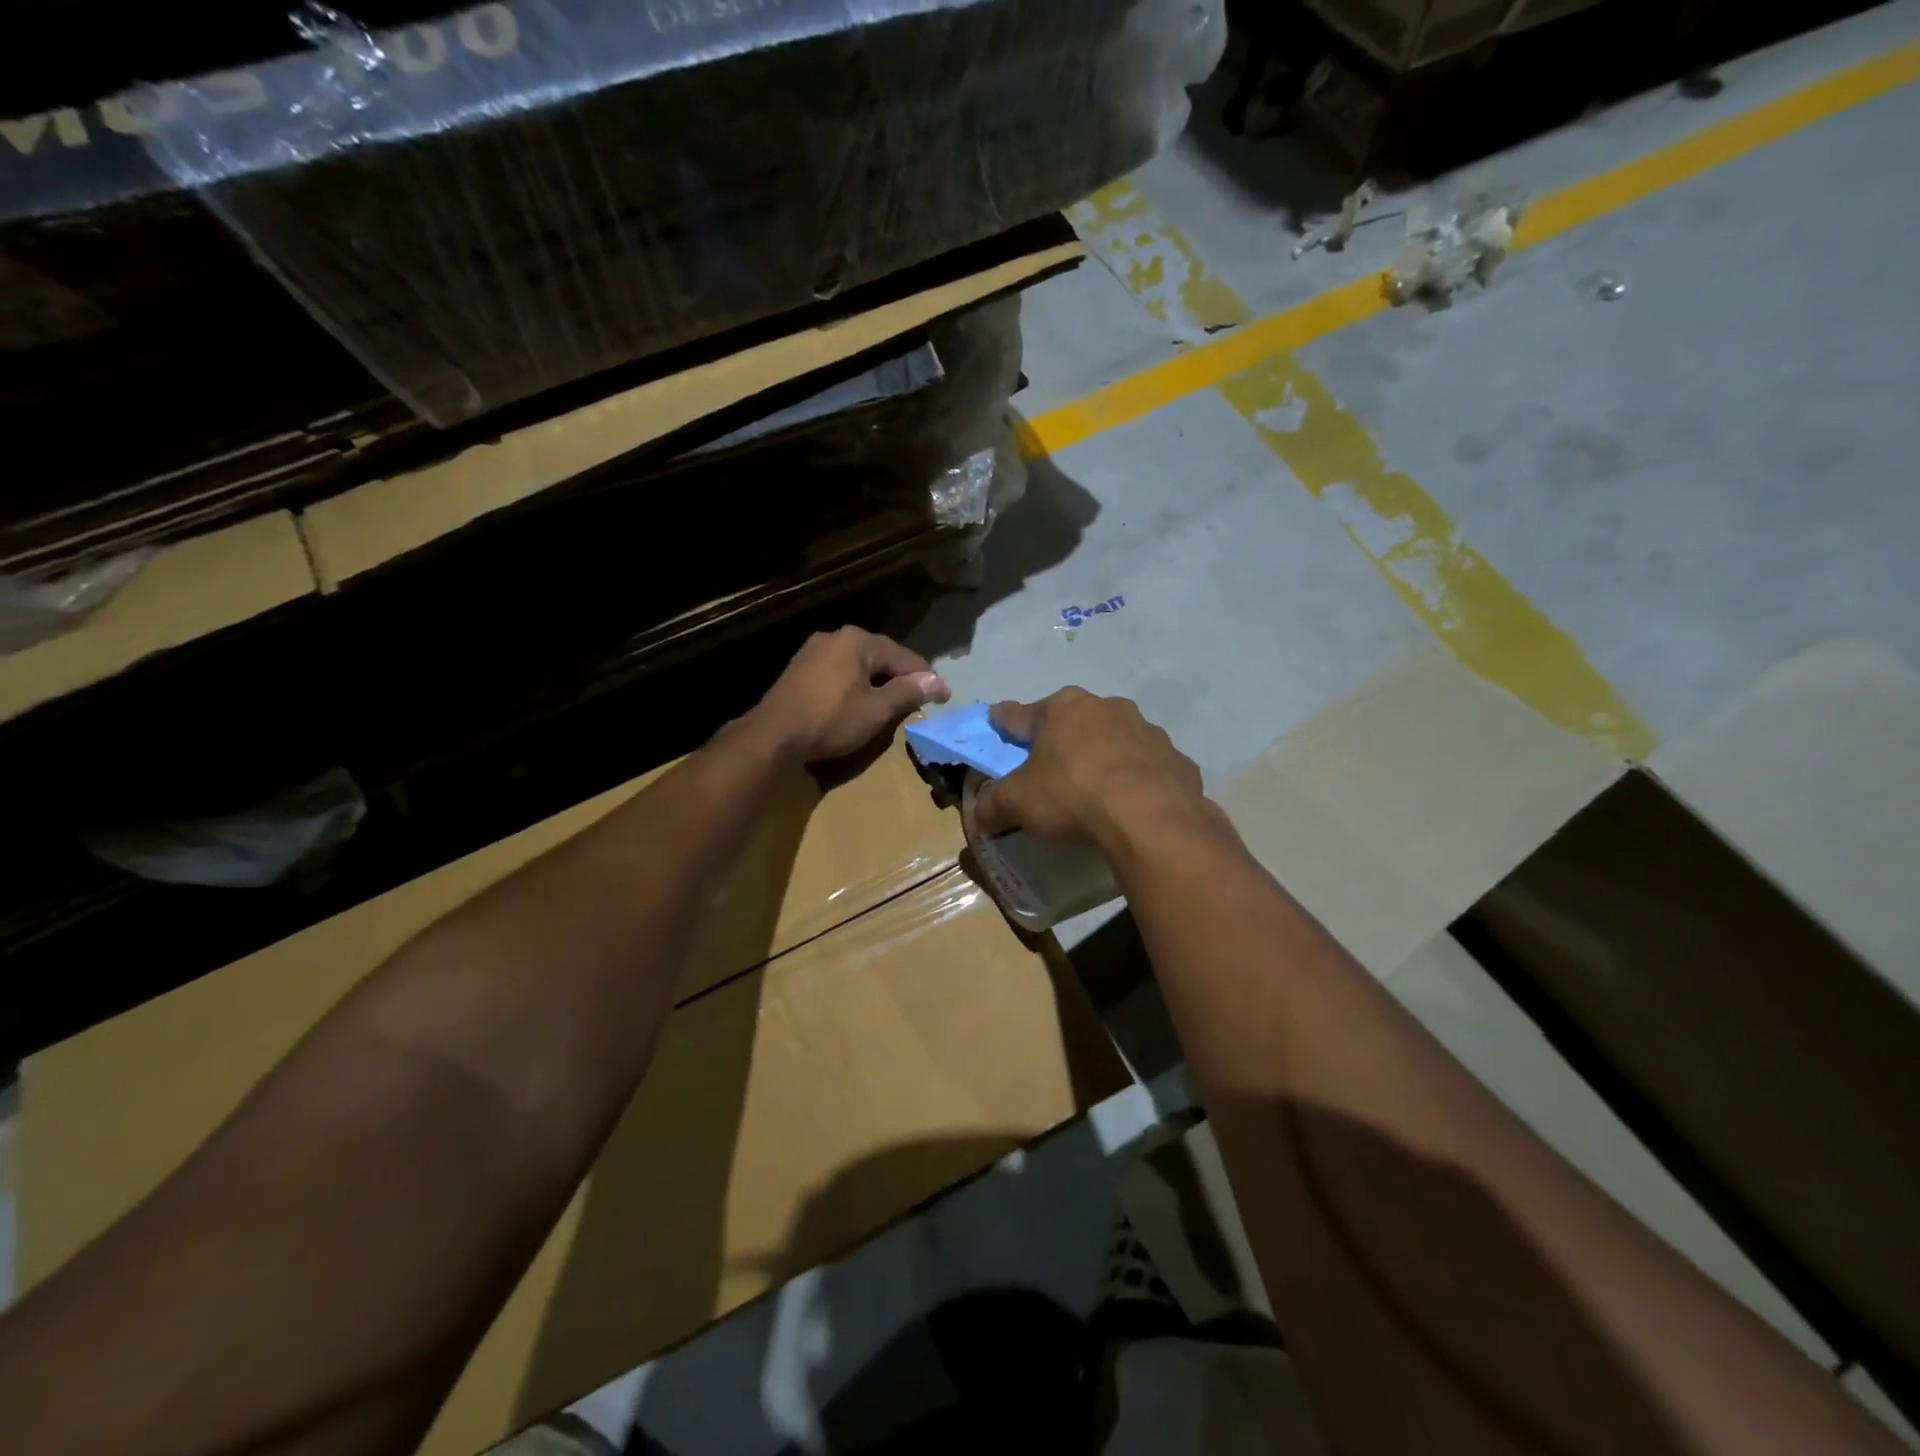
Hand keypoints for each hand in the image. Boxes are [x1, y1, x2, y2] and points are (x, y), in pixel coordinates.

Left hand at [746, 627, 950, 765]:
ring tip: (892, 705)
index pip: (904, 657)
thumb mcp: (876, 710)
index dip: (927, 679)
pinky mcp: (799, 669)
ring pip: (859, 665)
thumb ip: (908, 693)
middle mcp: (835, 637)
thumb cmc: (831, 720)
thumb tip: (939, 682)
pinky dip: (856, 686)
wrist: (773, 736)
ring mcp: (813, 651)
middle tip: (919, 702)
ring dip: (878, 683)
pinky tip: (859, 703)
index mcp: (857, 641)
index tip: (944, 698)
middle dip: (901, 679)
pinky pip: (839, 672)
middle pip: (881, 657)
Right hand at [971, 688, 1208, 848]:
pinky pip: (1148, 768)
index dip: (1006, 720)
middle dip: (1062, 738)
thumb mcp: (1018, 802)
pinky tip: (1132, 804)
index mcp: (1064, 709)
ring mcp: (1148, 732)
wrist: (1150, 818)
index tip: (997, 718)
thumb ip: (993, 804)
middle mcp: (1107, 708)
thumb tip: (977, 813)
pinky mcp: (1177, 761)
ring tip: (1096, 787)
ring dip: (1104, 756)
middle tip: (1051, 763)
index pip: (1022, 714)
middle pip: (1074, 722)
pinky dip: (1137, 780)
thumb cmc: (1072, 795)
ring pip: (1116, 740)